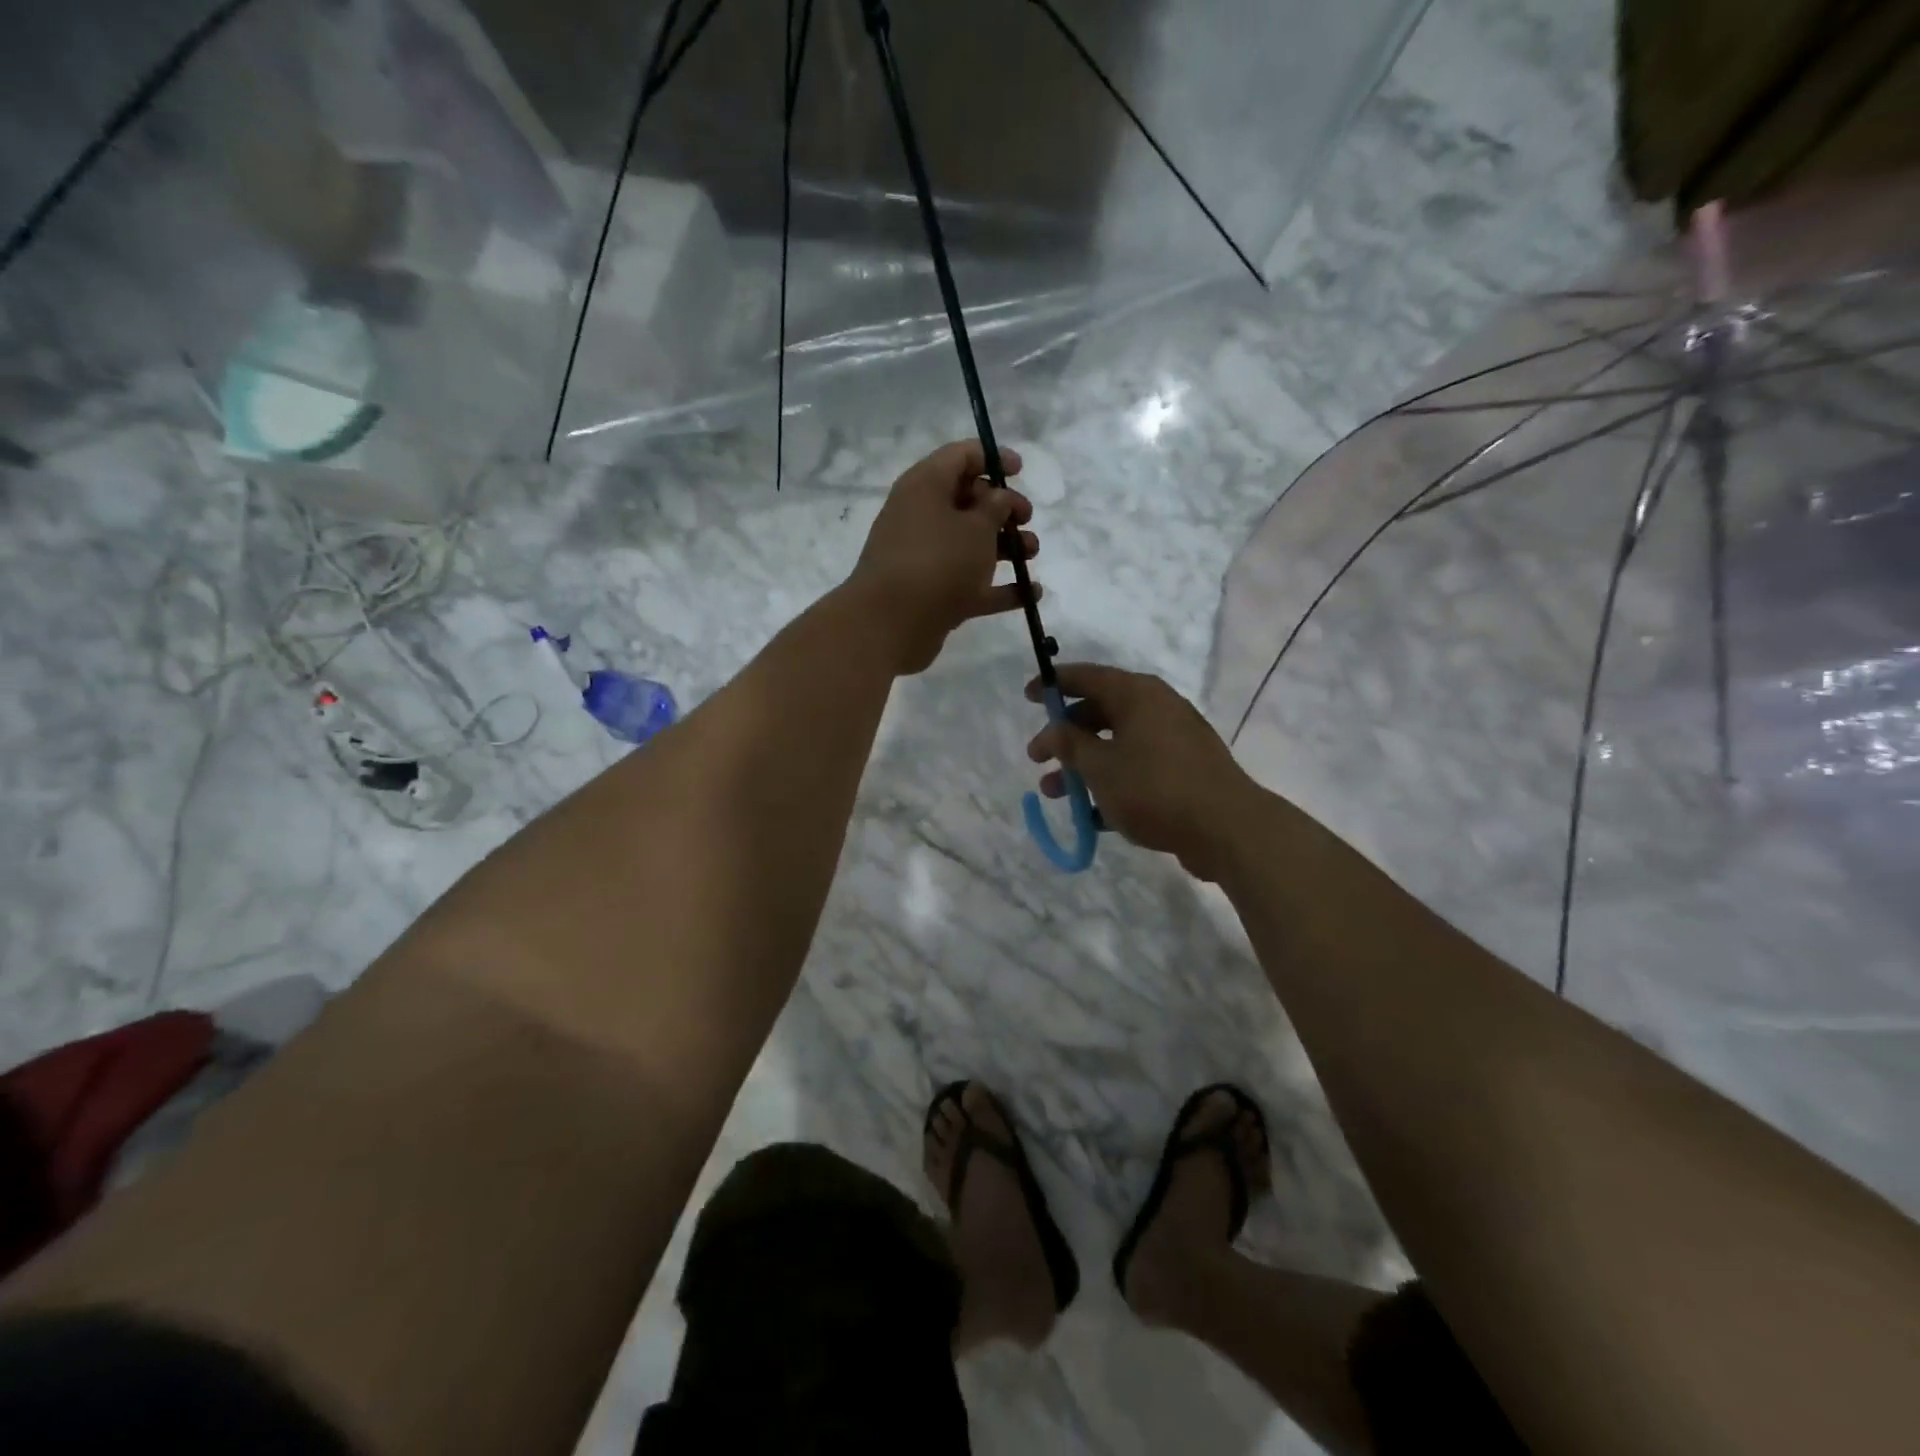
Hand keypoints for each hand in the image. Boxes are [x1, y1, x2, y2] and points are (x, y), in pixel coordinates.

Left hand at [850, 440, 1039, 675]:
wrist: (890, 624)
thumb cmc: (938, 561)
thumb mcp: (976, 527)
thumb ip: (996, 507)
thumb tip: (998, 497)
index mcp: (925, 486)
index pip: (959, 457)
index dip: (992, 458)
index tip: (1021, 470)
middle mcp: (921, 517)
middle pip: (967, 501)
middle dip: (1002, 508)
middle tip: (1026, 518)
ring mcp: (926, 558)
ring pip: (970, 544)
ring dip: (1005, 546)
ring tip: (1032, 553)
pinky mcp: (933, 594)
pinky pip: (972, 583)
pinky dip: (1000, 587)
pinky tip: (1032, 593)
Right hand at [1026, 663, 1259, 880]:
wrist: (1226, 828)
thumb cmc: (1154, 788)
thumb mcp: (1100, 768)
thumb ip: (1070, 745)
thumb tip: (1053, 730)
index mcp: (1138, 694)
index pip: (1087, 676)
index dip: (1054, 685)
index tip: (1029, 697)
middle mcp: (1157, 708)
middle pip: (1100, 712)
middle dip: (1065, 737)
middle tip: (1038, 758)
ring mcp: (1174, 740)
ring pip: (1117, 745)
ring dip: (1083, 767)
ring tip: (1056, 795)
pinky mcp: (1184, 771)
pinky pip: (1138, 769)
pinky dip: (1113, 784)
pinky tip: (1092, 816)